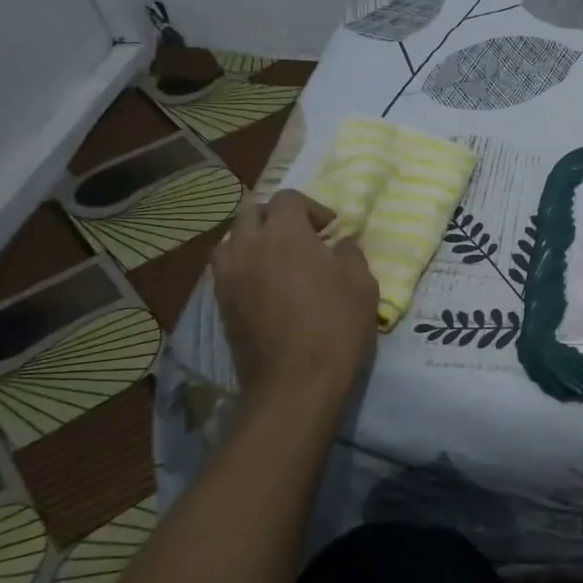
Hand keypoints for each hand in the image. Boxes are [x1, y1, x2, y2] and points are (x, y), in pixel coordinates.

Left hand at [213, 190, 377, 401]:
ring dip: (253, 241)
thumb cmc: (335, 325)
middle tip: (302, 239)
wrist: (295, 383)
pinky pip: (227, 270)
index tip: (330, 230)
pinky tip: (266, 287)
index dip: (312, 208)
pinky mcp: (221, 304)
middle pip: (251, 212)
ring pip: (232, 240)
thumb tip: (339, 245)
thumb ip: (350, 254)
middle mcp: (248, 246)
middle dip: (276, 218)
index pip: (288, 198)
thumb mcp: (362, 283)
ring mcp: (229, 277)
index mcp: (284, 233)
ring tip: (278, 261)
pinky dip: (244, 267)